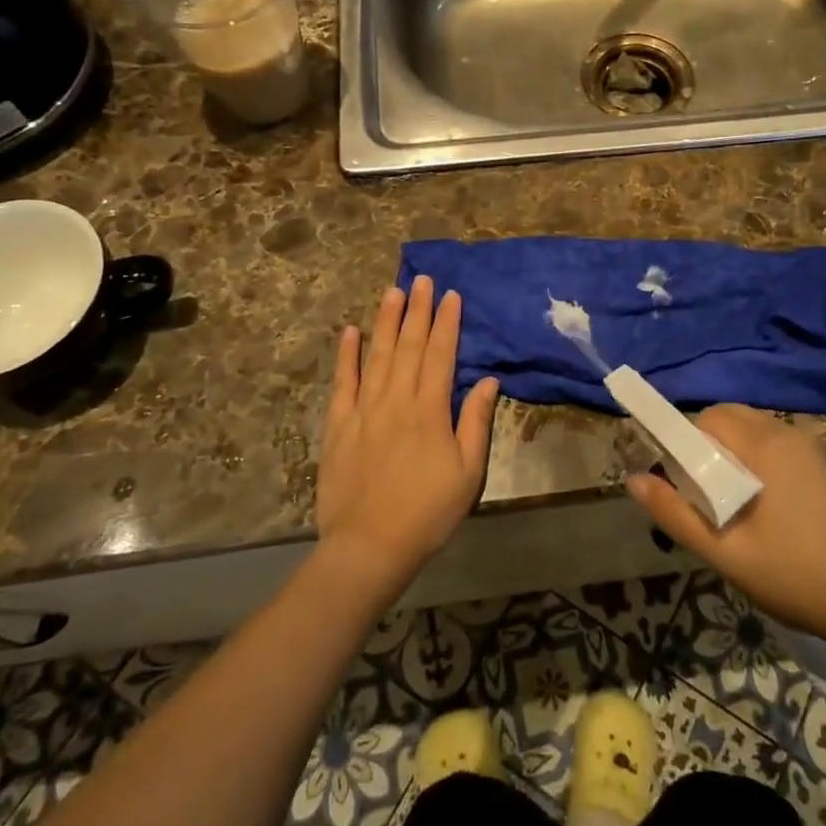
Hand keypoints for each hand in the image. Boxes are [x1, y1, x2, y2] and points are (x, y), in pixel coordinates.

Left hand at [315, 276, 498, 597]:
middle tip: (421, 279)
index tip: (450, 295)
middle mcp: (396, 400)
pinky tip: (350, 332)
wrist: (370, 546)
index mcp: (430, 410)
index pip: (440, 354)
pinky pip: (342, 382)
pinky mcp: (338, 425)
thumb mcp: (467, 472)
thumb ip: (475, 422)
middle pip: (408, 345)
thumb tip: (487, 380)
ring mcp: (363, 410)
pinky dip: (346, 355)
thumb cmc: (428, 512)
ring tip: (392, 291)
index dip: (446, 323)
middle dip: (417, 310)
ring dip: (385, 321)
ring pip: (376, 355)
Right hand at [626, 405, 825, 641]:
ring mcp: (809, 450)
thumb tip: (632, 480)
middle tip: (700, 497)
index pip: (708, 418)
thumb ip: (675, 514)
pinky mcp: (821, 468)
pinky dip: (752, 462)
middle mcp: (786, 435)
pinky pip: (772, 447)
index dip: (683, 443)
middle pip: (728, 419)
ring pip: (750, 432)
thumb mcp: (724, 552)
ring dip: (728, 455)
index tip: (678, 483)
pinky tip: (757, 510)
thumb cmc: (795, 575)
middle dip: (704, 448)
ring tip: (725, 507)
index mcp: (764, 446)